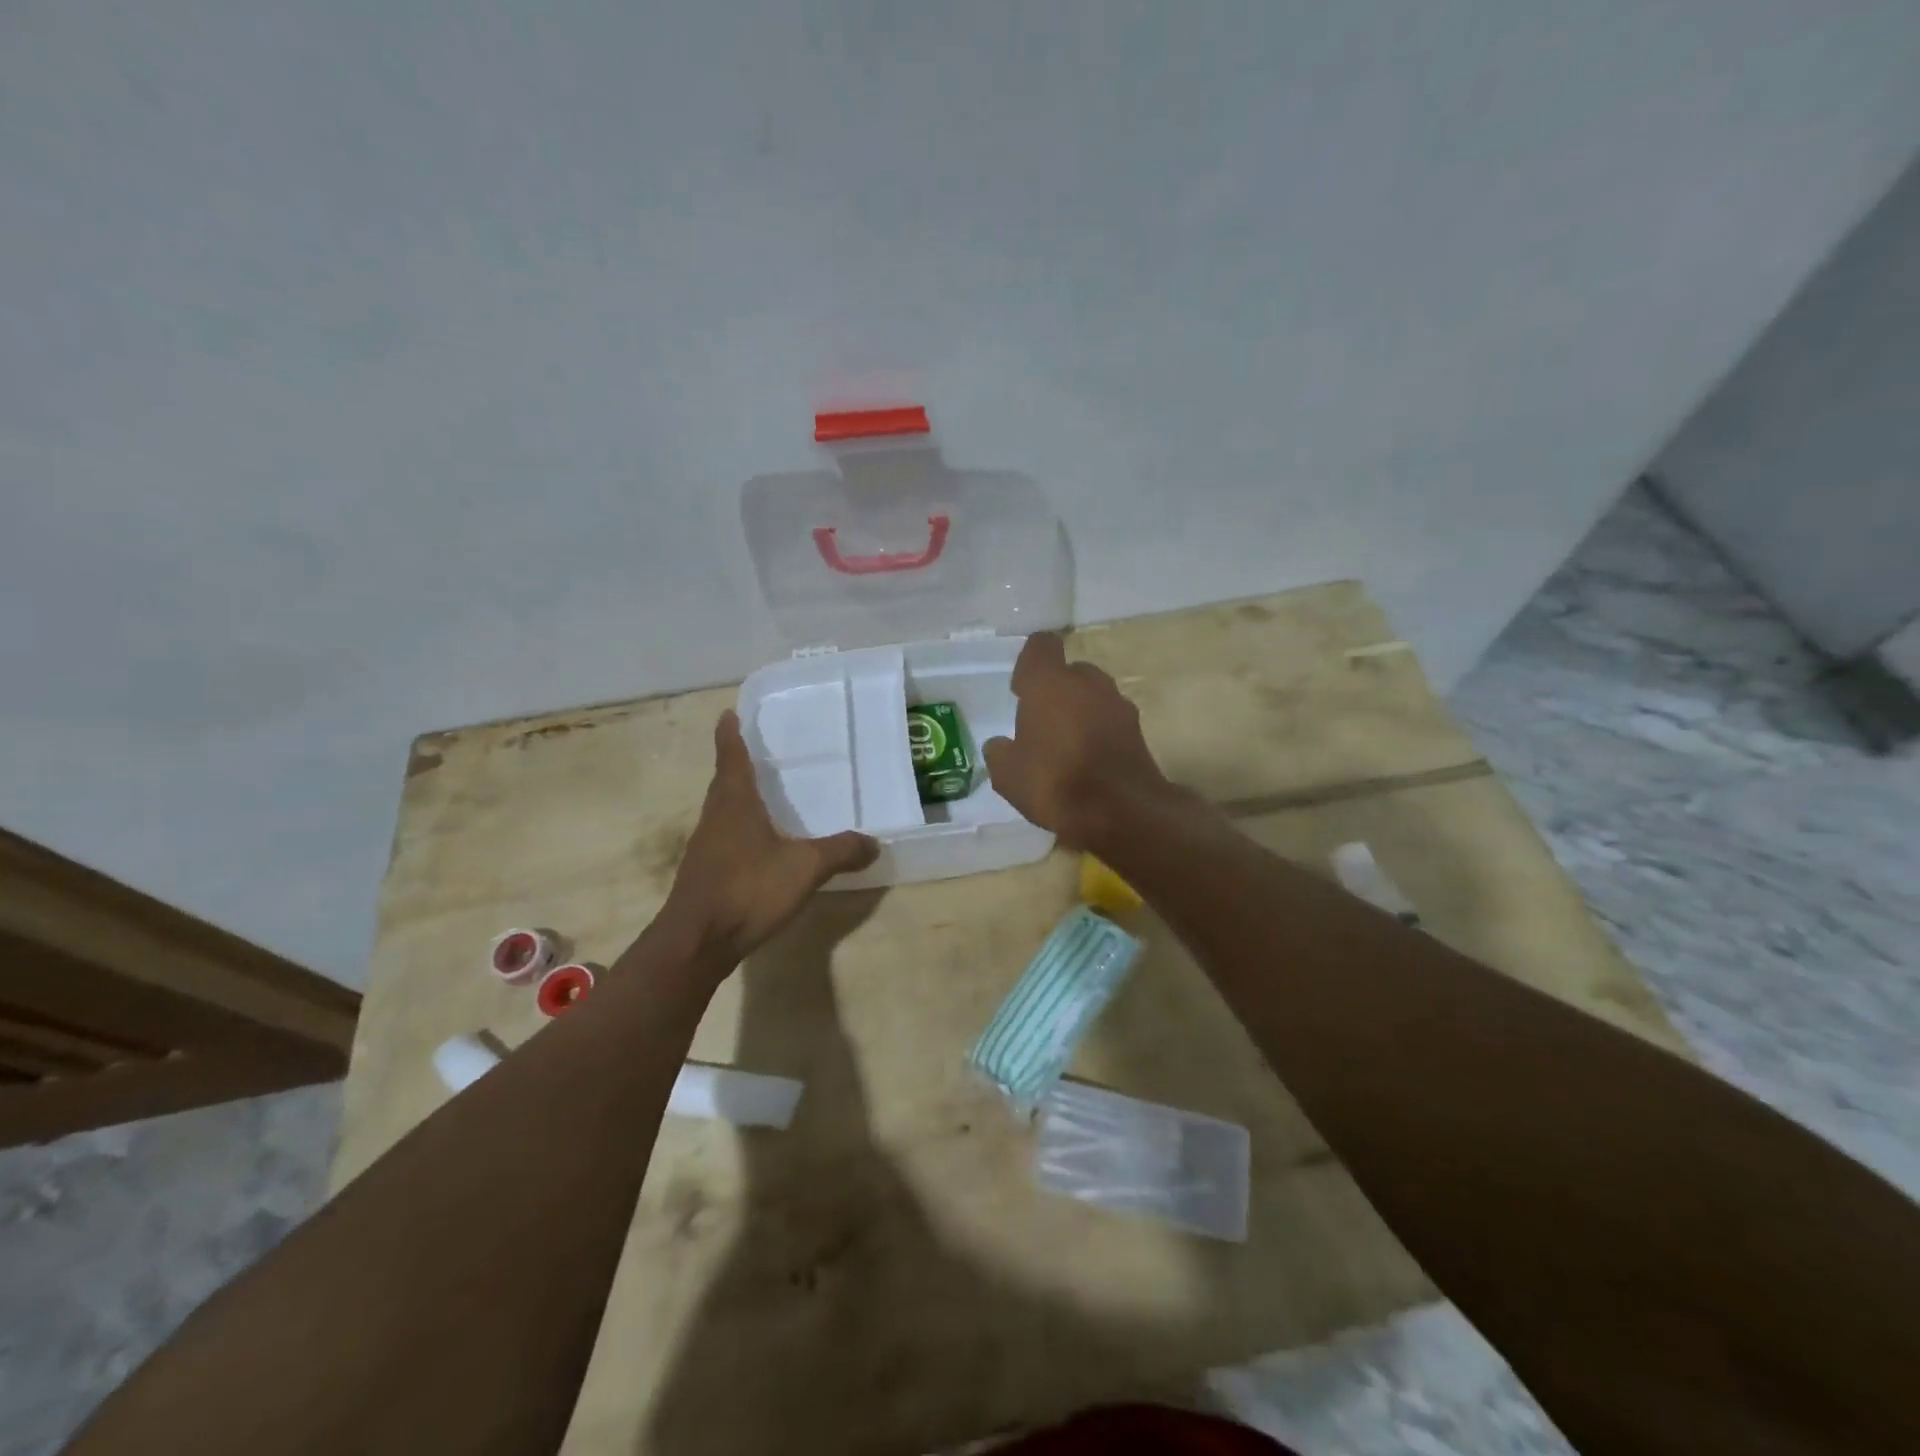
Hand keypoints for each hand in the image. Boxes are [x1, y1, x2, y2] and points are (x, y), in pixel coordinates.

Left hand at [653, 710, 878, 972]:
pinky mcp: (704, 873)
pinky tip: (758, 845)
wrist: (697, 941)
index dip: (730, 734)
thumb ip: (840, 852)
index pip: (731, 757)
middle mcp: (715, 818)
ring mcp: (705, 847)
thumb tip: (874, 842)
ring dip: (737, 798)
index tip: (728, 714)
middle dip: (736, 764)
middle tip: (756, 751)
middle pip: (724, 782)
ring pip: (722, 811)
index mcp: (735, 803)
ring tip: (761, 794)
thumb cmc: (748, 889)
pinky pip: (724, 838)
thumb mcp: (805, 868)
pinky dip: (739, 830)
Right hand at [983, 631, 1174, 845]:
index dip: (1029, 665)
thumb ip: (1000, 753)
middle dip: (1057, 691)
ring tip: (1066, 746)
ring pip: (1093, 696)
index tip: (1021, 691)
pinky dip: (1100, 732)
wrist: (1122, 811)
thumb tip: (1000, 745)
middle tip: (1042, 723)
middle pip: (1070, 672)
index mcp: (1049, 682)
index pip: (1041, 646)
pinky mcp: (1137, 729)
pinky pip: (1110, 720)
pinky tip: (1089, 762)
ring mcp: (1117, 703)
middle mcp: (1087, 682)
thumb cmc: (1055, 782)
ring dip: (1081, 711)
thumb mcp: (1008, 775)